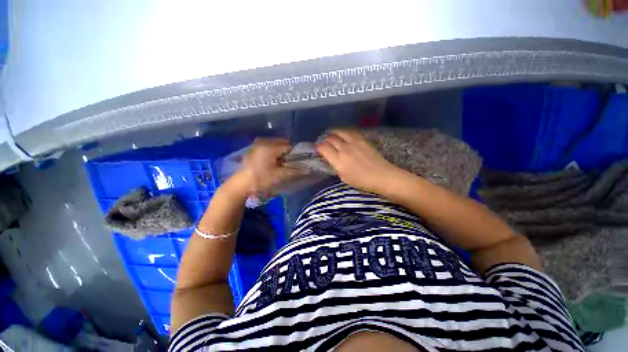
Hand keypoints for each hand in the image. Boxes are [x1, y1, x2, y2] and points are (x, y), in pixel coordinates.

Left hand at [231, 138, 305, 196]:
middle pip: (283, 143)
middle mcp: (264, 141)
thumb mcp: (279, 175)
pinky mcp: (254, 148)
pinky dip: (273, 152)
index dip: (294, 154)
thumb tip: (309, 169)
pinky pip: (269, 146)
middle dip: (287, 152)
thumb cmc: (261, 179)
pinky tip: (271, 162)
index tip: (295, 163)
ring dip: (280, 152)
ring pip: (276, 144)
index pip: (289, 146)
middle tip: (287, 164)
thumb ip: (295, 171)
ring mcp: (257, 143)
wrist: (241, 184)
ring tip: (279, 164)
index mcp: (270, 146)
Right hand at [316, 129, 403, 193]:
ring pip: (340, 131)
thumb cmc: (362, 181)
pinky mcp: (363, 140)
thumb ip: (336, 166)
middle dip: (325, 140)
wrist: (382, 176)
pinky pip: (351, 132)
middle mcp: (345, 149)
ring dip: (334, 132)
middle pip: (331, 138)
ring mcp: (355, 142)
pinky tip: (345, 134)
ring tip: (333, 134)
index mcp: (339, 161)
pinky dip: (344, 132)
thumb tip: (331, 159)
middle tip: (325, 143)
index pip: (324, 148)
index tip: (318, 149)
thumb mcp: (344, 177)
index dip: (318, 147)